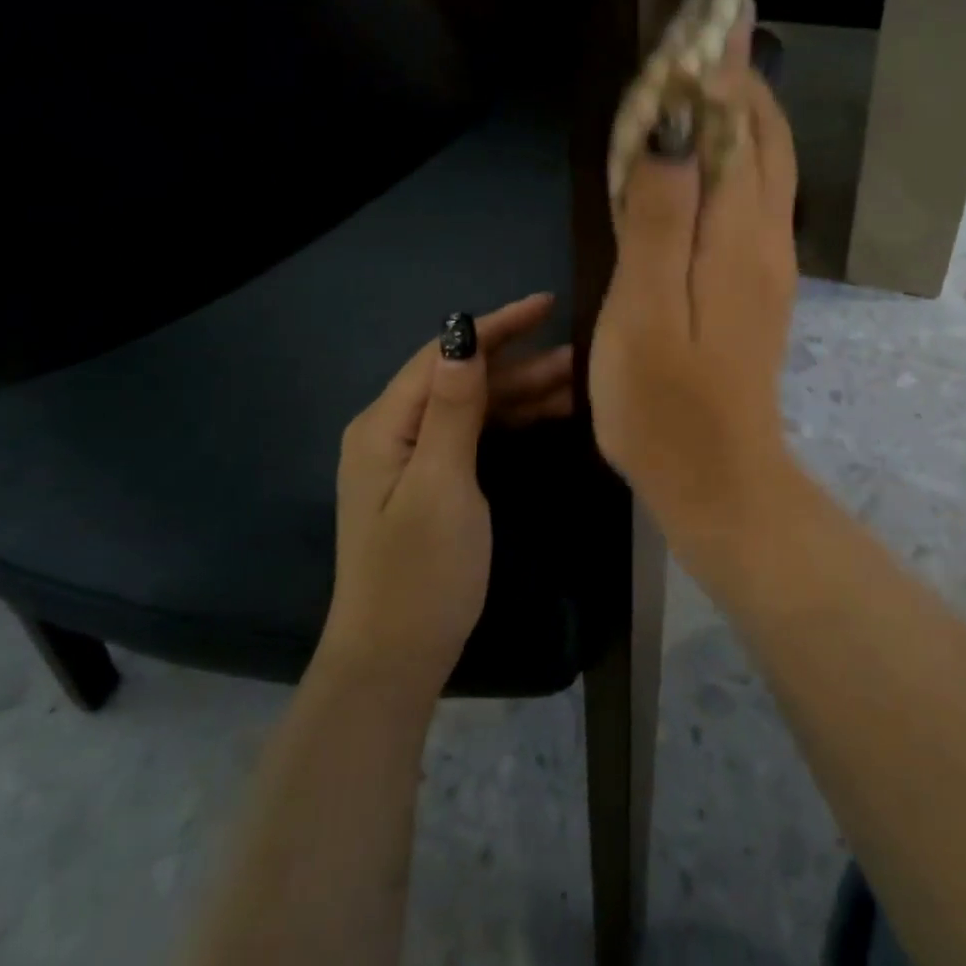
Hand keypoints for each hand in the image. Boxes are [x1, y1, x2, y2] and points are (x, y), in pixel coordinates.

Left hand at [323, 293, 572, 691]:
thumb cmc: (421, 573)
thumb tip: (463, 331)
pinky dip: (510, 421)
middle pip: (461, 377)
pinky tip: (549, 416)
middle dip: (518, 361)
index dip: (496, 326)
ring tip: (577, 381)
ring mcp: (411, 459)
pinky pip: (473, 435)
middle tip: (580, 354)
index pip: (443, 354)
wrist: (394, 659)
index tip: (546, 305)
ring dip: (521, 391)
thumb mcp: (442, 485)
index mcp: (386, 425)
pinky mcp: (430, 482)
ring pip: (472, 407)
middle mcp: (393, 432)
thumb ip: (454, 407)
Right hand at [589, 23, 800, 571]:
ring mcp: (765, 265)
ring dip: (743, 115)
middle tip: (710, 30)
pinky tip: (708, 159)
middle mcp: (764, 239)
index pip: (739, 127)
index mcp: (737, 236)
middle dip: (742, 80)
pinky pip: (754, 200)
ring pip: (765, 168)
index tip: (710, 11)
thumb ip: (659, 219)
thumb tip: (672, 131)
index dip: (723, 69)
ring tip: (708, 78)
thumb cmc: (665, 403)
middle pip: (764, 140)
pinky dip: (738, 158)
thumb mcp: (644, 311)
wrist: (717, 478)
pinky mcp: (755, 288)